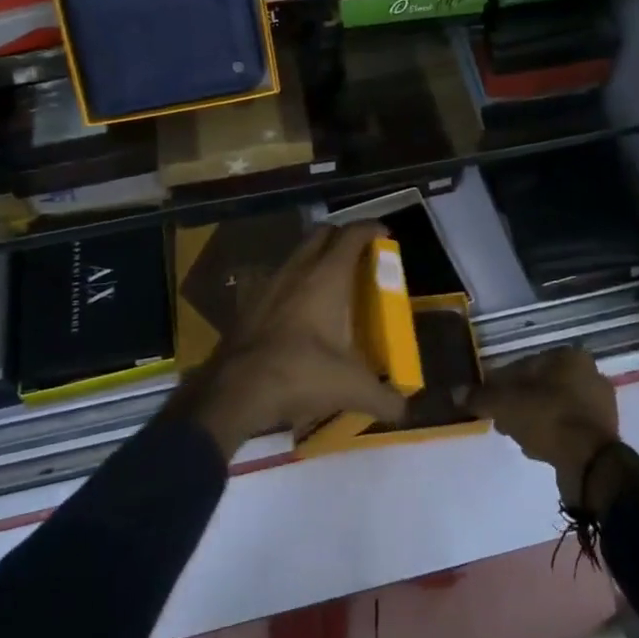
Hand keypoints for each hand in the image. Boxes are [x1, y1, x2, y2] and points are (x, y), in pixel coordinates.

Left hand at [173, 223, 407, 459]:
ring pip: (297, 253)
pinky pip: (276, 278)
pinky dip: (292, 282)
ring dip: (315, 257)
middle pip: (322, 233)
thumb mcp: (351, 388)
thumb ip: (383, 398)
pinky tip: (297, 307)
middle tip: (359, 257)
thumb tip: (403, 409)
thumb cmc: (300, 374)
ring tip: (330, 282)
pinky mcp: (249, 301)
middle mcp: (298, 269)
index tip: (385, 234)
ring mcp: (269, 282)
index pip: (352, 235)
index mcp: (327, 277)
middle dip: (342, 237)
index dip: (371, 228)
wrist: (236, 390)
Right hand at [466, 349, 626, 508]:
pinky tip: (536, 449)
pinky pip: (568, 427)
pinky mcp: (604, 432)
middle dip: (519, 403)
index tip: (489, 401)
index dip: (502, 383)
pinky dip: (552, 434)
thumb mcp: (505, 405)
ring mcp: (600, 404)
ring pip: (554, 407)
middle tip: (501, 422)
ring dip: (534, 420)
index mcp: (568, 357)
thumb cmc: (547, 418)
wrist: (590, 463)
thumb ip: (480, 397)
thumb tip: (456, 392)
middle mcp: (589, 373)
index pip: (525, 364)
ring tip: (517, 438)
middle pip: (541, 386)